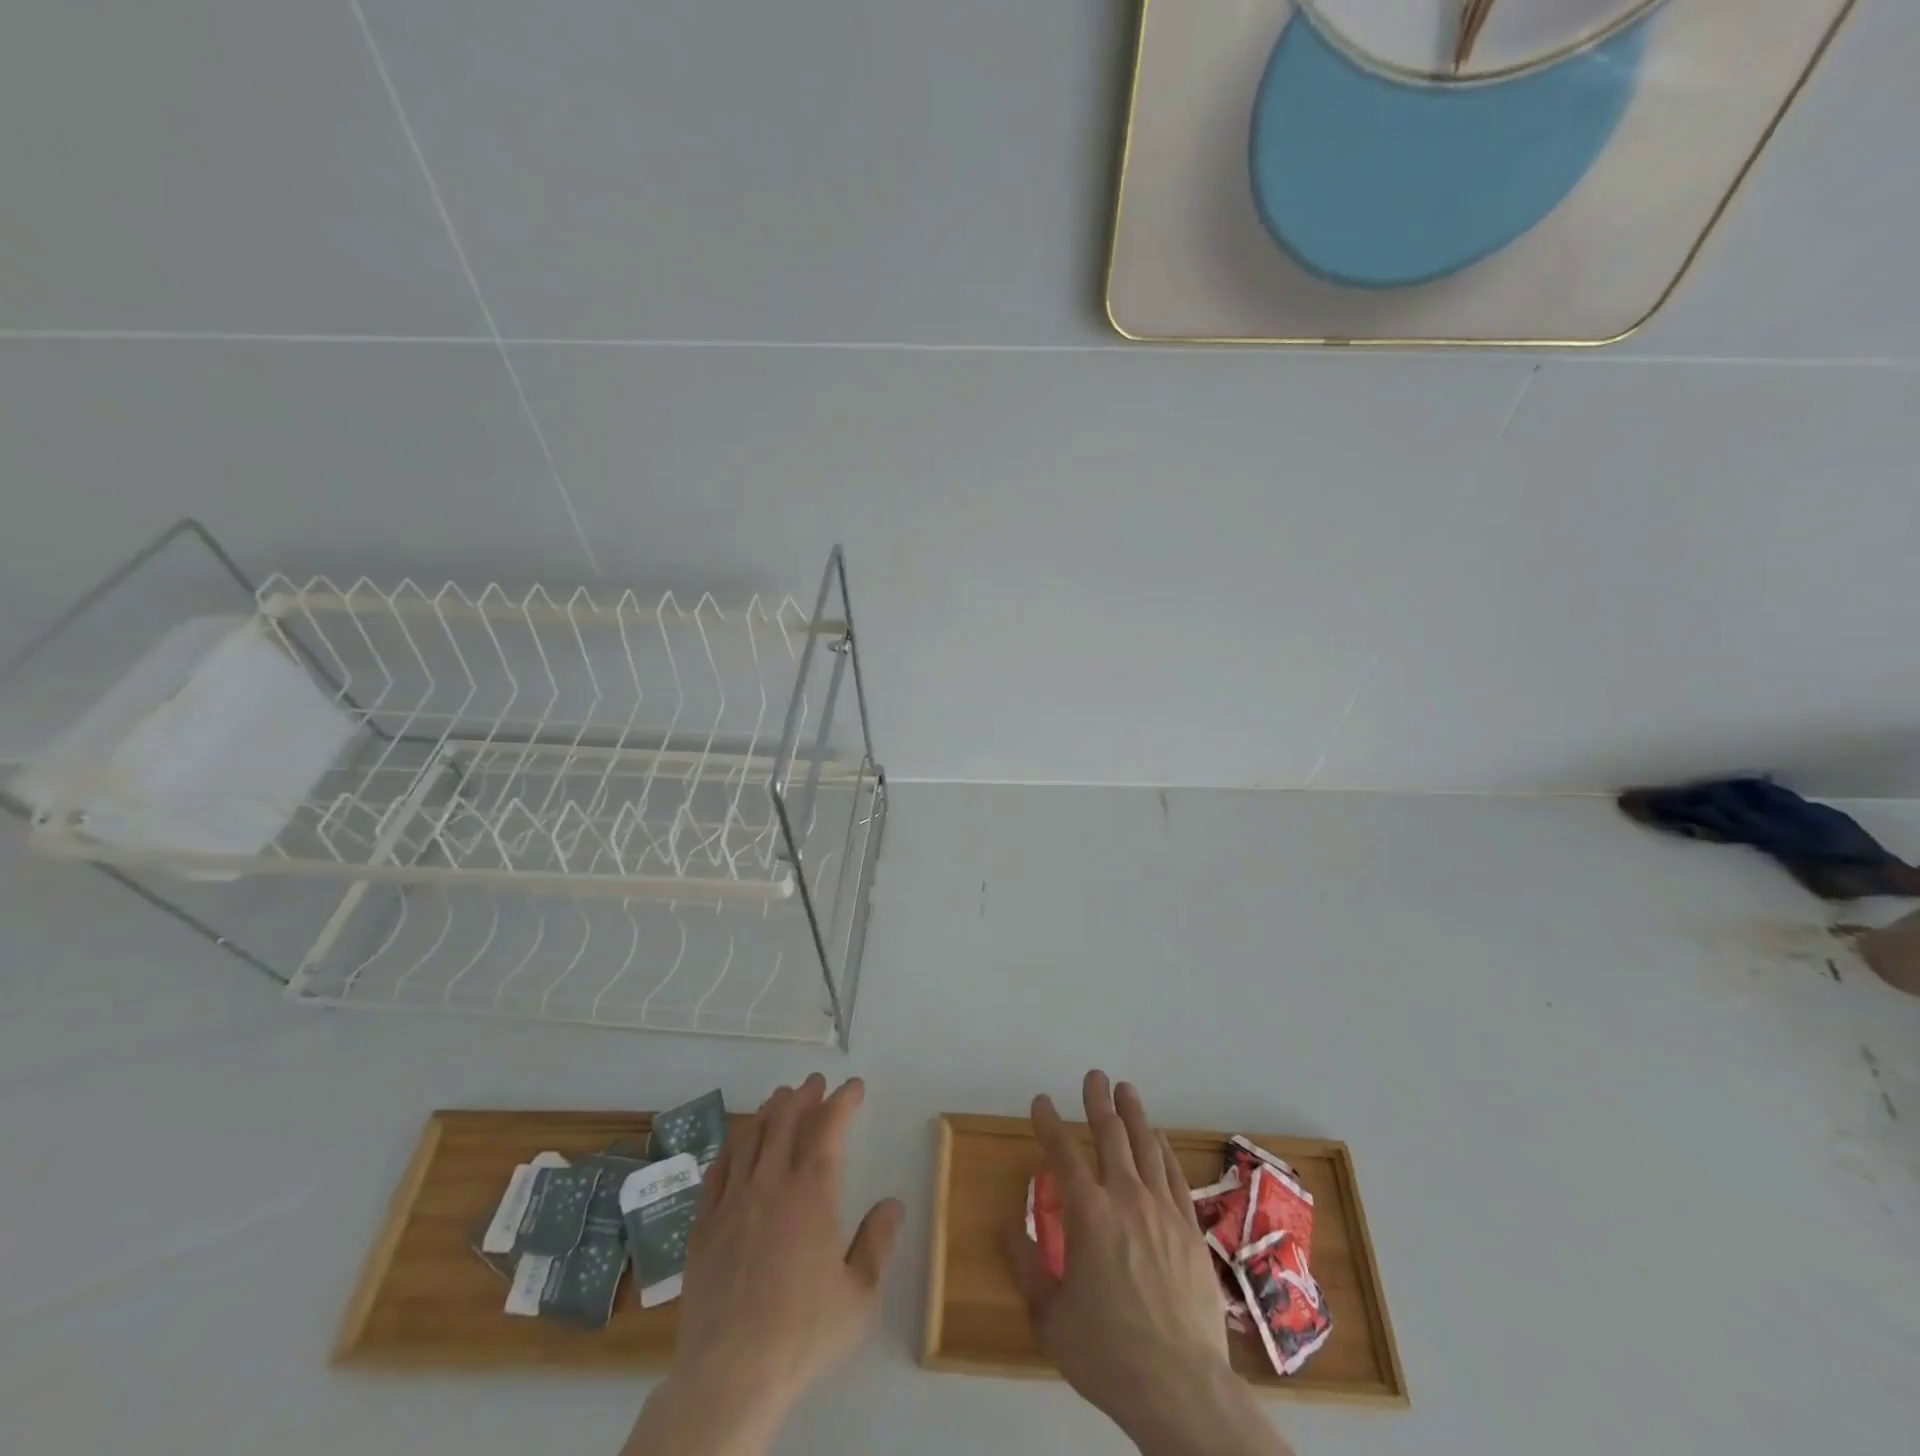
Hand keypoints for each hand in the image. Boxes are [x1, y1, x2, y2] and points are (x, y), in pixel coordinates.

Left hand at [624, 1074, 903, 1455]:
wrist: (729, 1376)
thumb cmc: (802, 1335)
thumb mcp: (860, 1297)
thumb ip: (878, 1243)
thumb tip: (892, 1204)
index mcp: (811, 1193)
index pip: (828, 1128)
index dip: (842, 1101)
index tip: (854, 1086)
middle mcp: (770, 1184)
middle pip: (784, 1120)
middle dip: (803, 1095)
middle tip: (815, 1083)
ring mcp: (731, 1202)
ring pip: (748, 1136)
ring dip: (767, 1111)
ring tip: (779, 1101)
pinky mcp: (703, 1226)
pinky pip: (717, 1170)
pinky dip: (732, 1146)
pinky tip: (737, 1145)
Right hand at [1005, 1071, 1290, 1455]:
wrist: (1181, 1388)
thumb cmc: (1107, 1353)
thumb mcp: (1049, 1317)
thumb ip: (1027, 1266)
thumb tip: (1009, 1226)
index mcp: (1088, 1214)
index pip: (1063, 1152)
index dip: (1049, 1122)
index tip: (1041, 1101)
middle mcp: (1126, 1198)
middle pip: (1110, 1135)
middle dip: (1097, 1101)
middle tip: (1094, 1076)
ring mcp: (1162, 1211)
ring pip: (1146, 1147)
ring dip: (1133, 1114)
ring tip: (1126, 1090)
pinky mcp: (1190, 1229)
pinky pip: (1175, 1176)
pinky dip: (1163, 1150)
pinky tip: (1159, 1139)